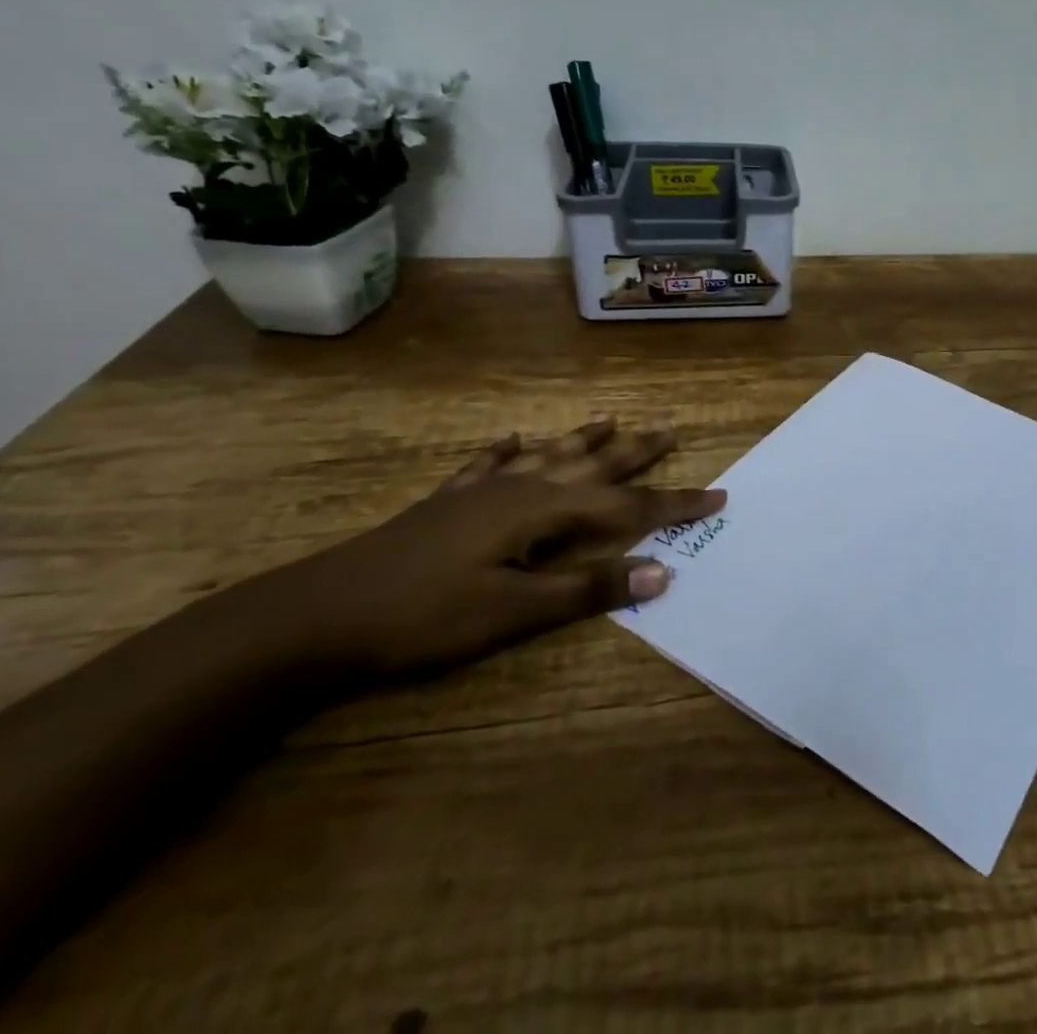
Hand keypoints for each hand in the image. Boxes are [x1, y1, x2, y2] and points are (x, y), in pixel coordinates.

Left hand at [256, 422, 725, 679]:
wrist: (317, 614)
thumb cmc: (424, 617)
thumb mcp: (513, 613)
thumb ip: (588, 590)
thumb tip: (662, 572)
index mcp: (543, 512)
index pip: (627, 507)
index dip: (676, 503)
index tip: (718, 495)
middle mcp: (520, 488)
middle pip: (593, 465)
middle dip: (638, 452)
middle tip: (673, 430)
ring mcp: (480, 491)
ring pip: (547, 455)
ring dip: (583, 439)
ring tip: (611, 419)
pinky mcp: (448, 503)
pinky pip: (489, 465)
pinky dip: (508, 451)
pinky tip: (513, 438)